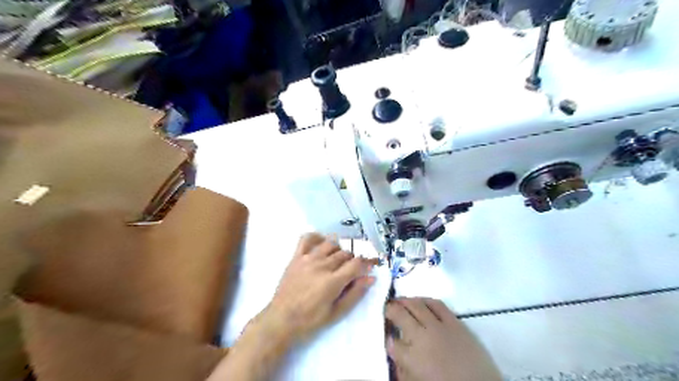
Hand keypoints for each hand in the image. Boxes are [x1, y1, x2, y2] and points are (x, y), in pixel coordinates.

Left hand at [263, 231, 376, 341]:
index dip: (367, 263)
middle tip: (351, 271)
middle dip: (353, 260)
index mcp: (333, 281)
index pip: (356, 264)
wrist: (281, 320)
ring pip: (331, 244)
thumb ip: (355, 293)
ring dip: (339, 250)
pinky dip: (317, 237)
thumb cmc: (310, 320)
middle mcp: (322, 265)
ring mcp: (308, 259)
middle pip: (345, 254)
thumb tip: (371, 278)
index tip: (370, 267)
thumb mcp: (337, 312)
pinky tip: (322, 243)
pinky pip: (307, 238)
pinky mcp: (296, 257)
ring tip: (338, 260)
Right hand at [385, 297, 500, 380]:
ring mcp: (439, 326)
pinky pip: (437, 304)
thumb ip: (401, 365)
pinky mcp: (455, 322)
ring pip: (416, 304)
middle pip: (400, 314)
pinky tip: (420, 301)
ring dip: (405, 300)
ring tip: (400, 301)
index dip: (385, 332)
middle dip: (389, 309)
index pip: (390, 339)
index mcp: (411, 357)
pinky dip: (425, 300)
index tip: (384, 329)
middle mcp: (421, 336)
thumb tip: (392, 347)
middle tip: (386, 308)